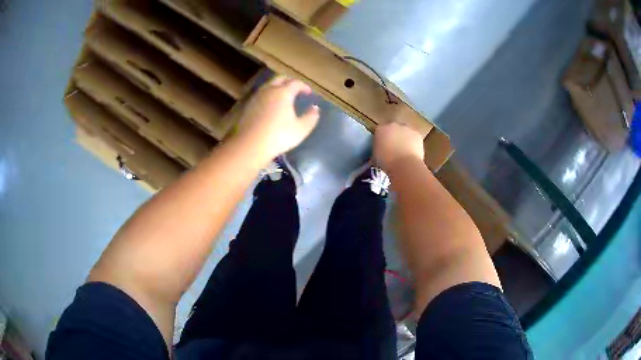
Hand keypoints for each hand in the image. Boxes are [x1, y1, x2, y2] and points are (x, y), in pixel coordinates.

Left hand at [236, 76, 319, 161]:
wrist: (250, 145)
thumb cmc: (278, 136)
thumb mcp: (301, 129)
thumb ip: (311, 117)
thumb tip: (315, 108)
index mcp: (283, 93)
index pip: (296, 83)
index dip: (304, 86)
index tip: (309, 93)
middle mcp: (269, 90)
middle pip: (280, 79)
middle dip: (289, 81)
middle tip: (296, 89)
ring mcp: (256, 97)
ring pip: (268, 85)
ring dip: (277, 87)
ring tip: (283, 96)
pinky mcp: (248, 106)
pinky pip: (261, 94)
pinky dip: (268, 95)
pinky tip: (270, 105)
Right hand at [373, 122, 424, 171]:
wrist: (404, 165)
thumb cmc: (386, 162)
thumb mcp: (376, 156)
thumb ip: (378, 148)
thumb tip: (381, 150)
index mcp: (380, 130)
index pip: (379, 131)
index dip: (382, 139)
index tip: (383, 147)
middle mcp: (393, 125)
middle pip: (393, 129)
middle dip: (394, 136)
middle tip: (394, 148)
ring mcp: (406, 128)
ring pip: (405, 132)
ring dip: (404, 139)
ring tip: (404, 151)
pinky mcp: (417, 134)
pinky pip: (414, 137)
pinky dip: (413, 143)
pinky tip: (412, 152)